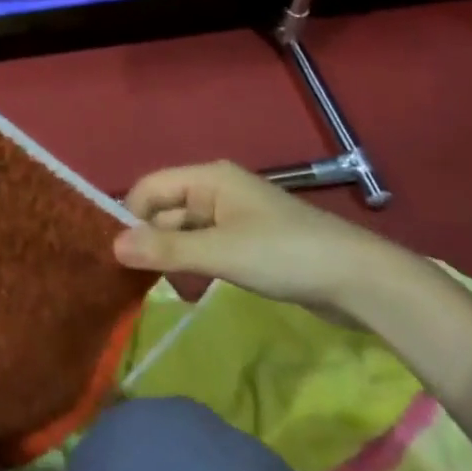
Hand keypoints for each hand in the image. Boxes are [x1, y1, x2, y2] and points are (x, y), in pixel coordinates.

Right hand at [113, 160, 402, 317]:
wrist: (357, 279)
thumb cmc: (284, 255)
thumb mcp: (221, 253)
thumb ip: (167, 248)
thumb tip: (113, 246)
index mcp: (208, 178)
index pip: (151, 187)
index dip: (131, 217)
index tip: (118, 257)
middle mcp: (216, 190)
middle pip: (167, 210)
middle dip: (152, 241)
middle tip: (137, 282)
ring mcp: (234, 217)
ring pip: (186, 232)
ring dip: (174, 258)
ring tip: (169, 291)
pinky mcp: (249, 243)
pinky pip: (207, 248)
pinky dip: (195, 266)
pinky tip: (194, 292)